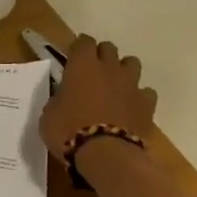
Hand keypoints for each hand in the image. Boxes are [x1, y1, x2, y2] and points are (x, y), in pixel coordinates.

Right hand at [39, 35, 158, 161]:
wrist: (106, 155)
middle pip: (109, 48)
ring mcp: (131, 84)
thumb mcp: (49, 115)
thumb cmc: (68, 132)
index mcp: (82, 65)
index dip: (79, 48)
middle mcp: (109, 68)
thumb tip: (63, 99)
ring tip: (115, 87)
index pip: (83, 41)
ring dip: (123, 71)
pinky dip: (139, 97)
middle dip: (101, 57)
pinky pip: (146, 92)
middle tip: (92, 73)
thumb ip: (58, 100)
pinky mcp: (147, 104)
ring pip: (132, 63)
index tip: (73, 58)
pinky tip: (131, 108)